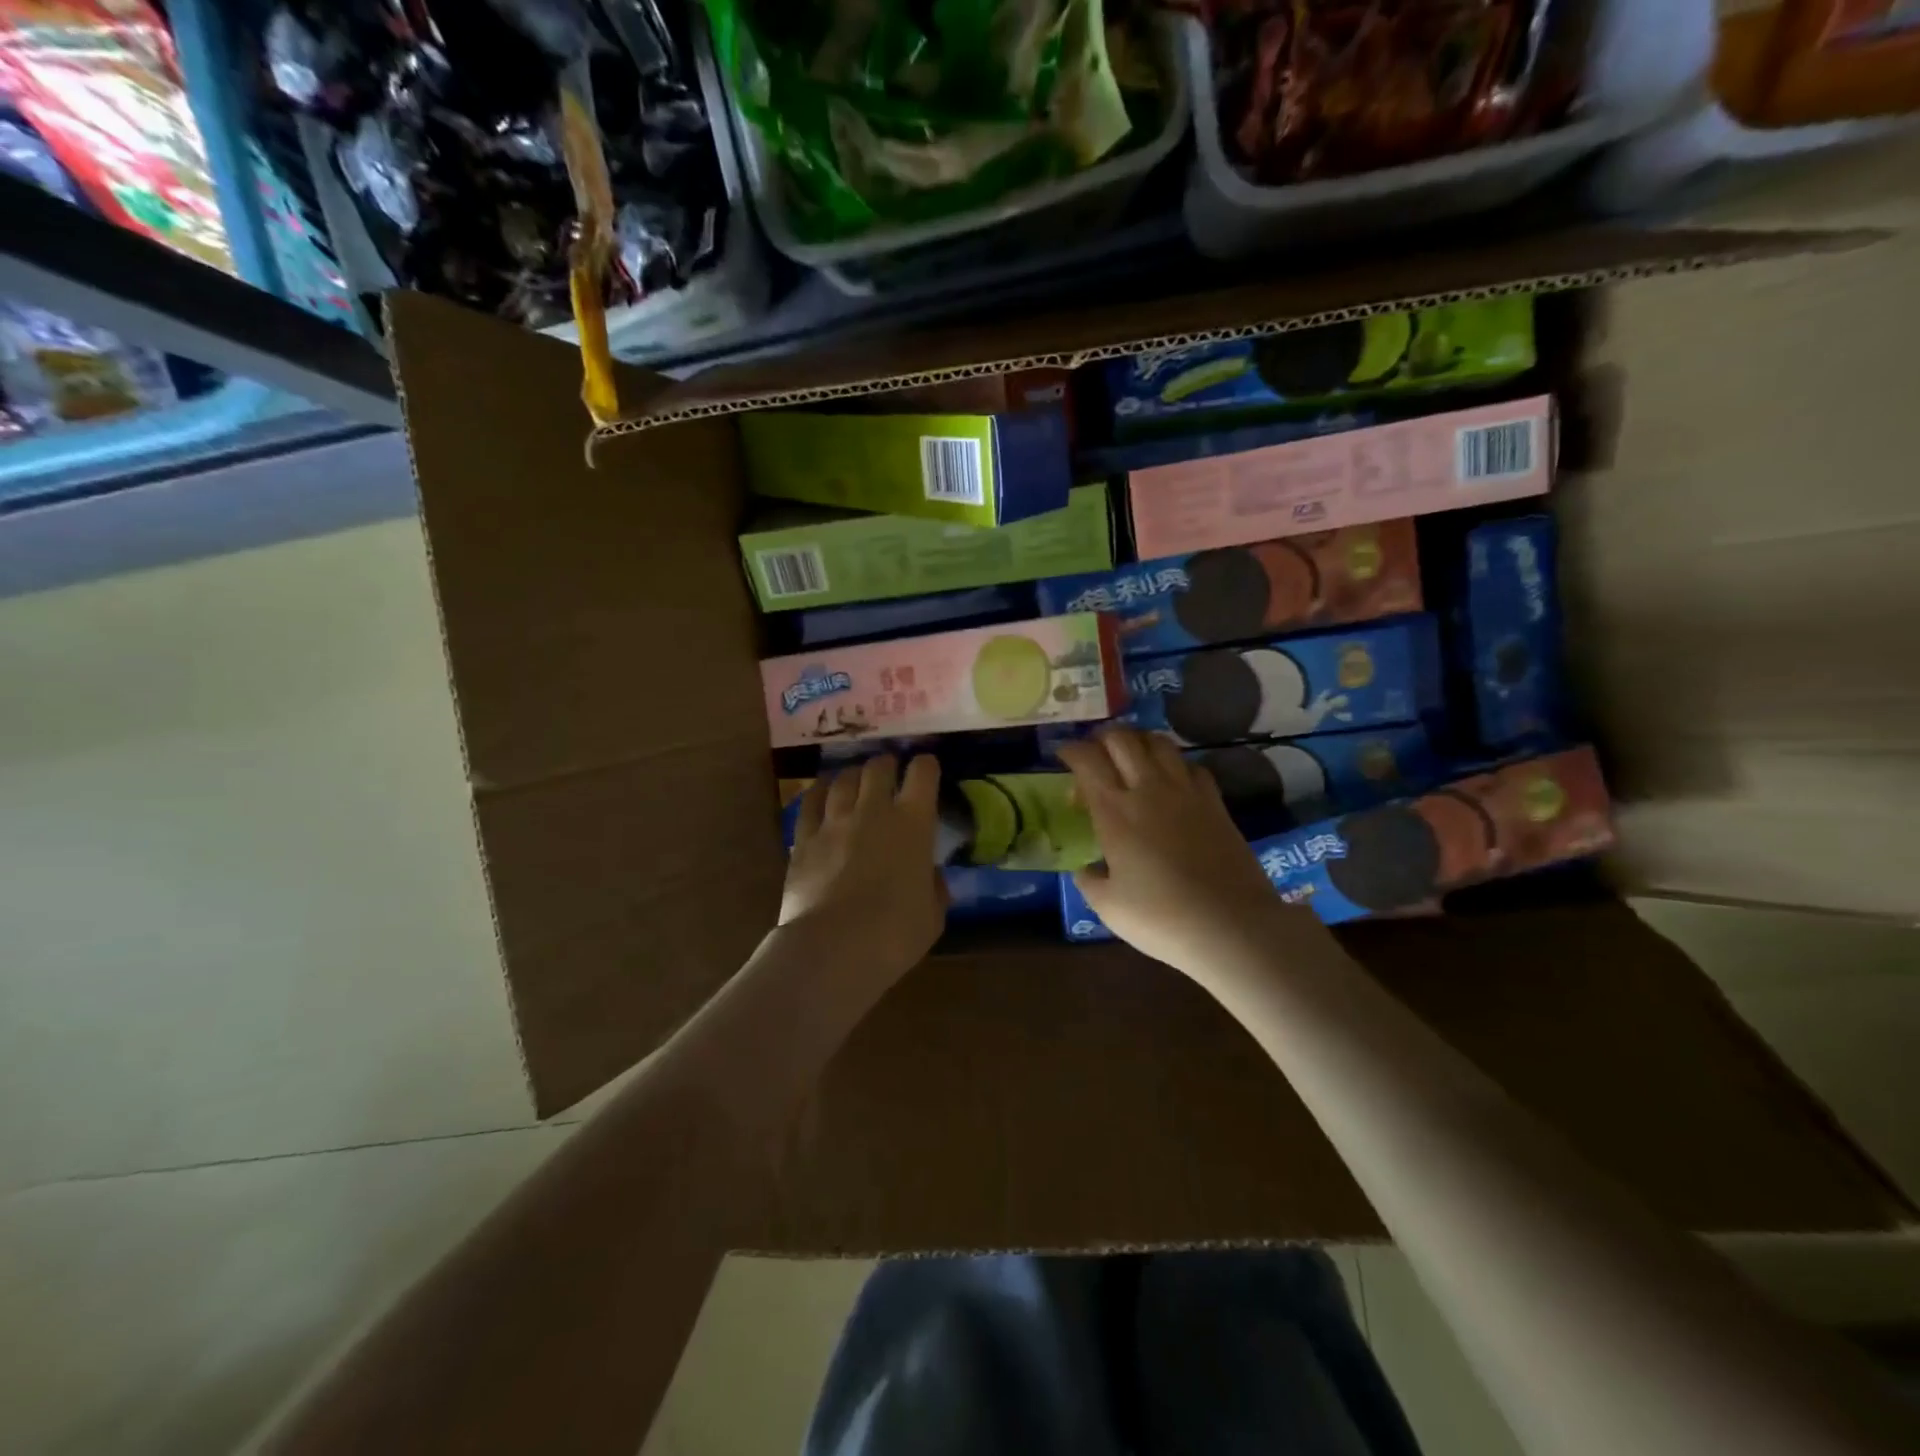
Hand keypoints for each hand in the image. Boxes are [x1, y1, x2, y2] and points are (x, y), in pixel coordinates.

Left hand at [780, 755, 946, 976]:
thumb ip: (934, 888)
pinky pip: (810, 801)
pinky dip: (819, 791)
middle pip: (878, 767)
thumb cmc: (894, 934)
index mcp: (913, 823)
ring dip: (853, 775)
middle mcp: (873, 810)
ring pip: (843, 779)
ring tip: (856, 779)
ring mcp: (834, 821)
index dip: (926, 766)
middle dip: (886, 764)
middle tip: (889, 771)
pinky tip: (821, 791)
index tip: (927, 768)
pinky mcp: (804, 838)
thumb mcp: (932, 916)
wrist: (833, 947)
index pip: (923, 774)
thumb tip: (930, 876)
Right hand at [1058, 728, 1325, 978]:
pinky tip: (1172, 782)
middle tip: (1095, 754)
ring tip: (1131, 759)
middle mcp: (1148, 789)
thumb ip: (1089, 881)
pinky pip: (1192, 765)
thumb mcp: (1108, 907)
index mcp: (1114, 812)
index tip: (1063, 756)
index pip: (1087, 759)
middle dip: (1102, 738)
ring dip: (1139, 742)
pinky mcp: (1215, 802)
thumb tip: (1086, 868)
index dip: (1071, 750)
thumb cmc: (1162, 918)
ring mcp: (1186, 792)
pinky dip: (1175, 764)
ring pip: (1159, 742)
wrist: (1231, 926)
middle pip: (1123, 738)